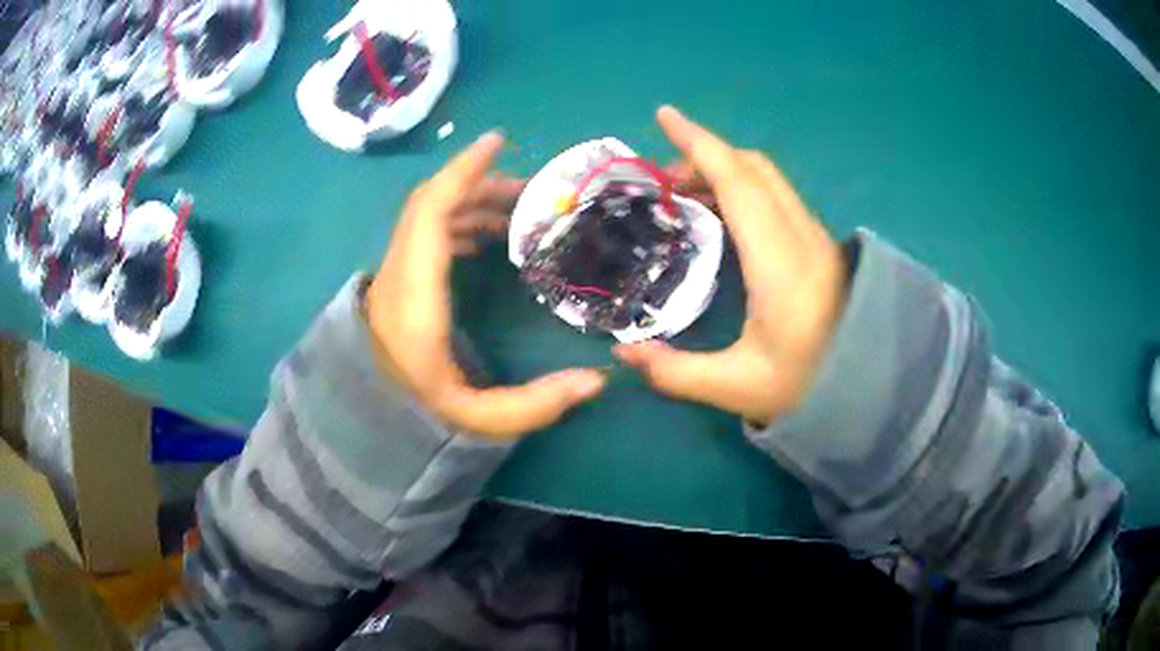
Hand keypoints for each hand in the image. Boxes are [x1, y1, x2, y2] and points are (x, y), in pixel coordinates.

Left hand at [366, 133, 605, 437]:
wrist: (358, 421)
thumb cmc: (410, 416)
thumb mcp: (474, 420)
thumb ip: (534, 406)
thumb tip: (596, 381)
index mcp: (412, 296)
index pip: (429, 212)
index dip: (463, 172)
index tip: (496, 142)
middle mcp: (397, 273)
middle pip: (430, 204)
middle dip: (480, 186)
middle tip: (530, 193)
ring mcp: (391, 275)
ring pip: (426, 216)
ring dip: (470, 203)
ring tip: (514, 214)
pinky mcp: (394, 282)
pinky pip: (423, 235)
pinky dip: (456, 223)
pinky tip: (483, 239)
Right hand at [615, 107, 847, 424]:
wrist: (871, 389)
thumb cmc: (808, 387)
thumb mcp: (736, 388)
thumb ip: (675, 372)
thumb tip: (621, 352)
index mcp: (780, 263)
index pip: (739, 182)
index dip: (700, 144)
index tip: (665, 116)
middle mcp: (801, 236)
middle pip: (754, 169)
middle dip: (704, 157)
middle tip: (661, 183)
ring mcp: (814, 237)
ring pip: (767, 179)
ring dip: (723, 171)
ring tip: (684, 196)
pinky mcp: (818, 245)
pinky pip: (776, 196)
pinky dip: (741, 187)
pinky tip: (720, 215)